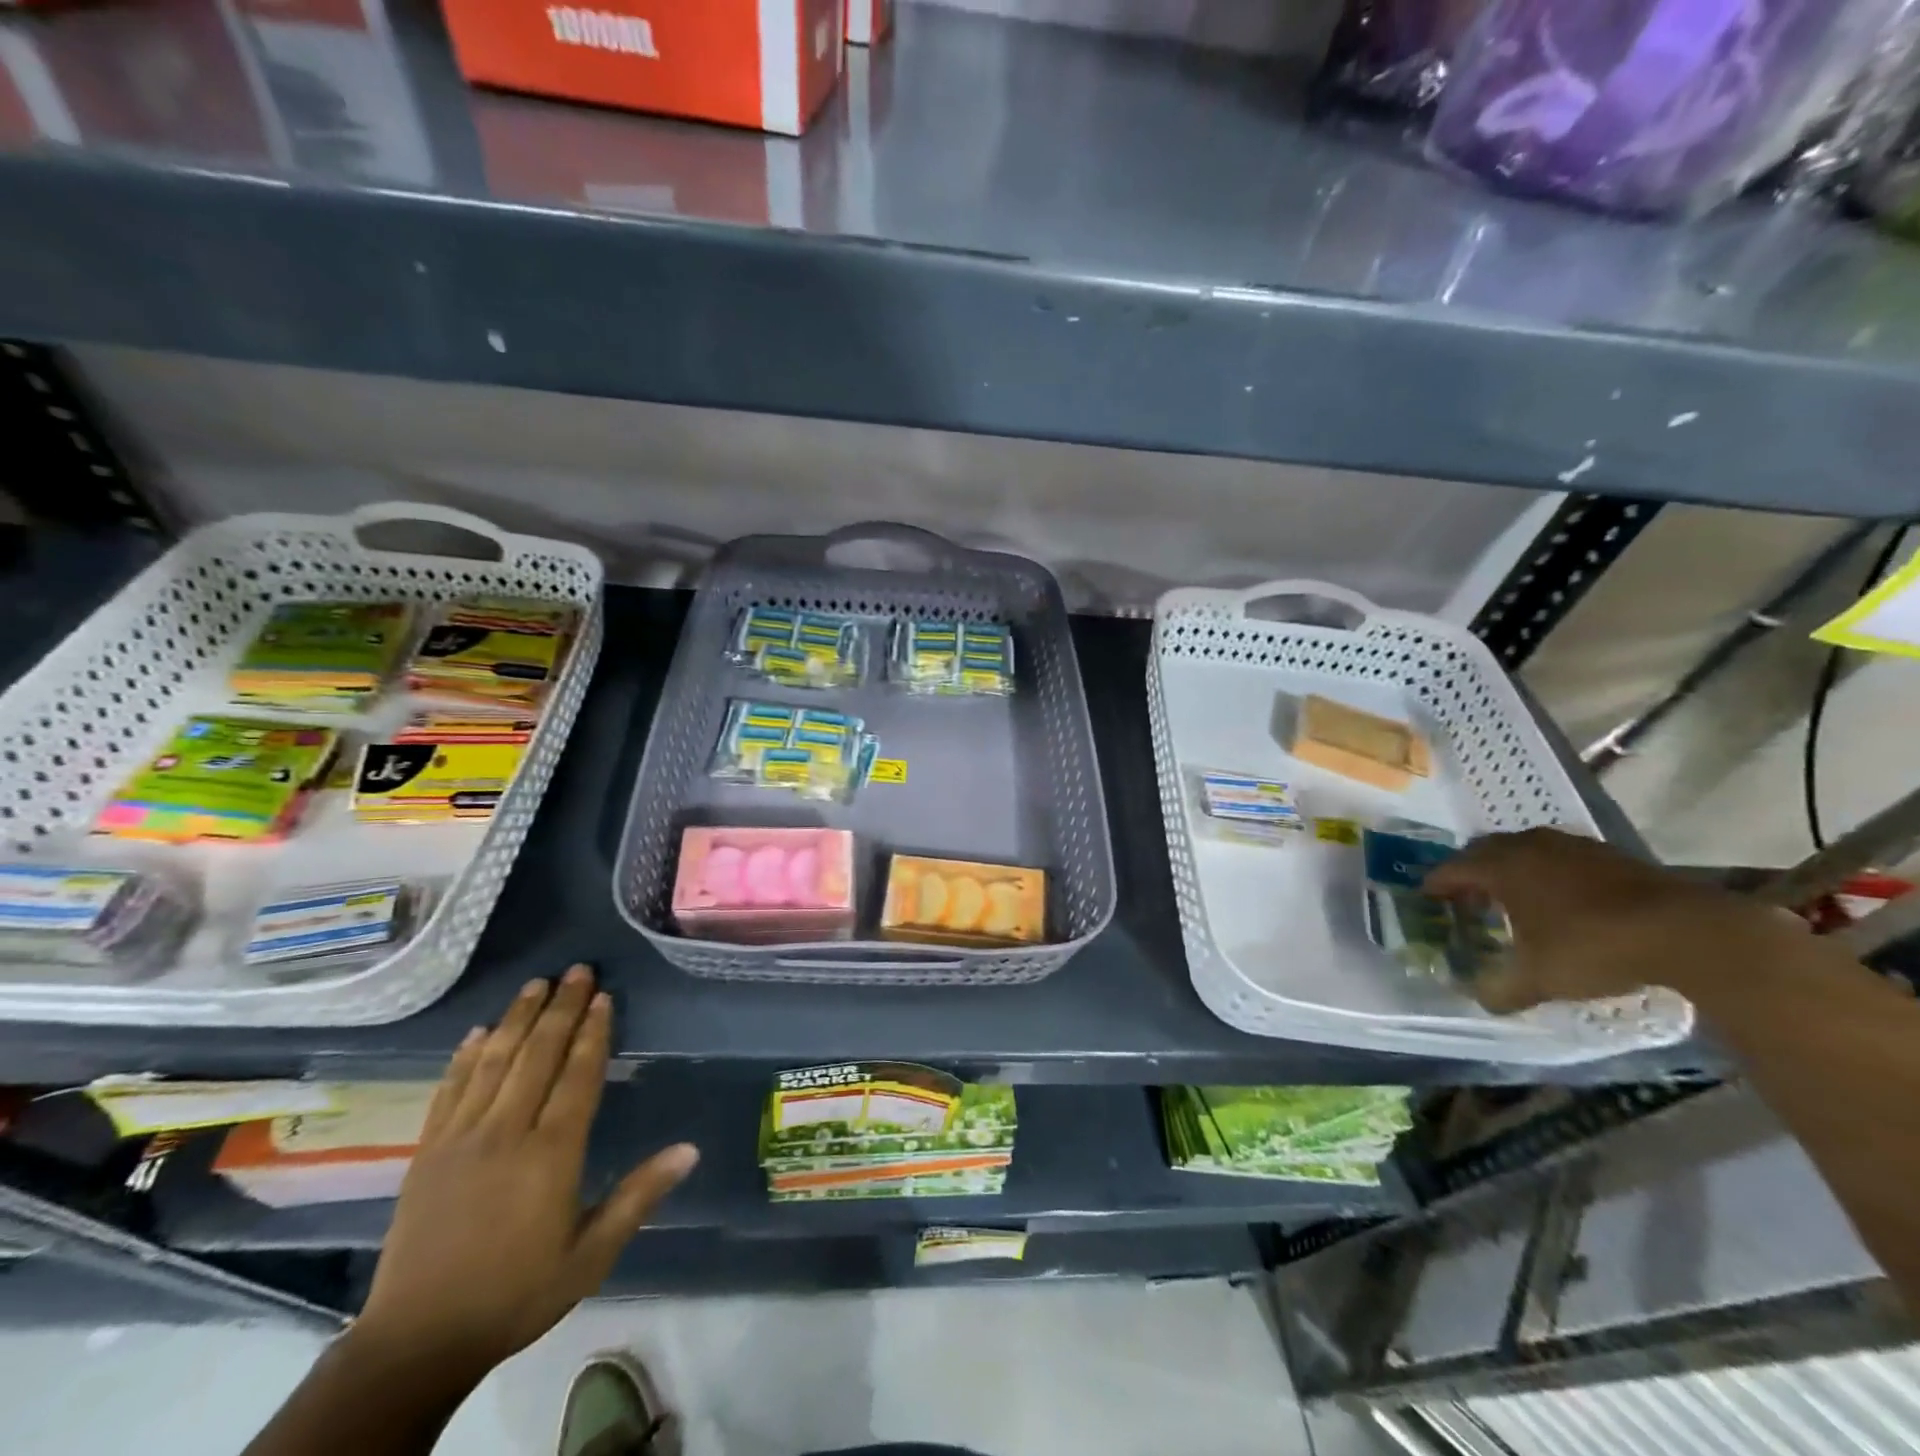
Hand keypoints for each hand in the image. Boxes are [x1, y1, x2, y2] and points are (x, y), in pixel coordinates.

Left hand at [352, 965, 698, 1378]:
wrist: (416, 1344)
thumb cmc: (517, 1295)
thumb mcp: (591, 1255)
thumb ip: (639, 1197)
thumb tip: (690, 1149)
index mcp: (550, 1155)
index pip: (577, 1076)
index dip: (592, 1033)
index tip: (603, 997)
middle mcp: (506, 1134)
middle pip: (537, 1056)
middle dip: (560, 1009)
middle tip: (577, 971)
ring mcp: (460, 1140)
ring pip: (493, 1062)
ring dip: (517, 1018)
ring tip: (535, 984)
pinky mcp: (425, 1153)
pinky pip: (449, 1091)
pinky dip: (465, 1057)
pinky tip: (478, 1032)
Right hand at [1422, 827, 1789, 1013]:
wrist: (1691, 932)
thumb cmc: (1595, 947)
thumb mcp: (1540, 979)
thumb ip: (1501, 989)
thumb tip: (1479, 999)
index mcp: (1501, 867)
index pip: (1452, 869)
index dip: (1435, 885)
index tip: (1427, 900)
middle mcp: (1529, 846)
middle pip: (1484, 851)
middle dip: (1470, 872)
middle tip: (1467, 899)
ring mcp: (1572, 846)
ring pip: (1524, 849)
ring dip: (1511, 869)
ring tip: (1514, 898)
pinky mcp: (1611, 854)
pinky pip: (1560, 857)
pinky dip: (1548, 873)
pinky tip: (1563, 900)